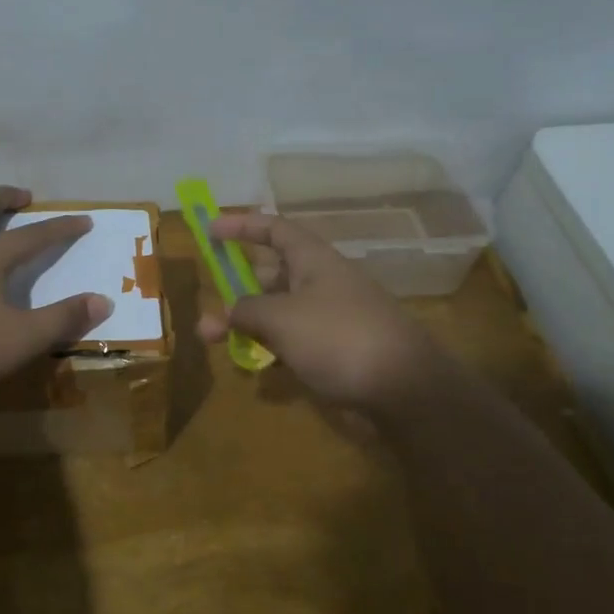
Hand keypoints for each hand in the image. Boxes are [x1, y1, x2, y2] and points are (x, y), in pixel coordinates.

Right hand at [198, 212, 445, 417]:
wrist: (405, 389)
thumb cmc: (338, 337)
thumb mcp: (281, 318)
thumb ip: (244, 311)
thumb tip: (223, 314)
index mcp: (314, 260)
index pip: (274, 229)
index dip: (242, 225)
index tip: (209, 228)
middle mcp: (323, 283)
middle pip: (273, 274)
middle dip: (236, 289)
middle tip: (208, 305)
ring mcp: (332, 319)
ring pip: (280, 313)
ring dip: (248, 325)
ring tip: (217, 342)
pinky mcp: (338, 352)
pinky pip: (294, 343)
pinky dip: (272, 351)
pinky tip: (256, 373)